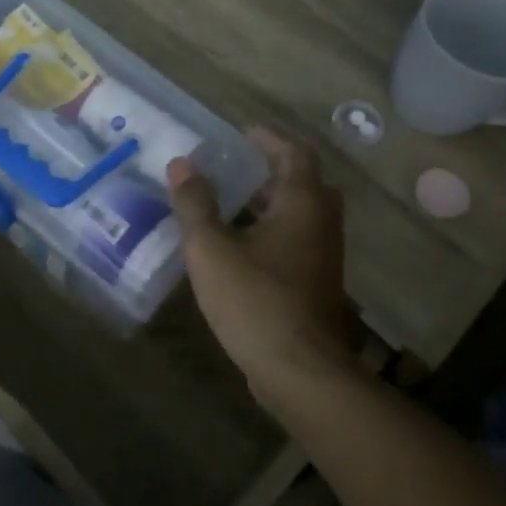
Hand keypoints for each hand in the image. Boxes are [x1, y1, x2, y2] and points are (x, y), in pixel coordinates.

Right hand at [169, 129, 361, 405]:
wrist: (300, 372)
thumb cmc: (255, 300)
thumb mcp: (210, 248)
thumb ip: (195, 203)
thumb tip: (181, 163)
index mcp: (302, 204)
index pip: (294, 154)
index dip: (269, 140)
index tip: (243, 133)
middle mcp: (321, 224)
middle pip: (305, 184)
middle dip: (272, 172)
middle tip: (238, 168)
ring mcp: (324, 258)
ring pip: (302, 216)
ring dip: (272, 204)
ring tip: (232, 204)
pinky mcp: (317, 286)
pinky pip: (298, 243)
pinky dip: (274, 232)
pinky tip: (241, 248)